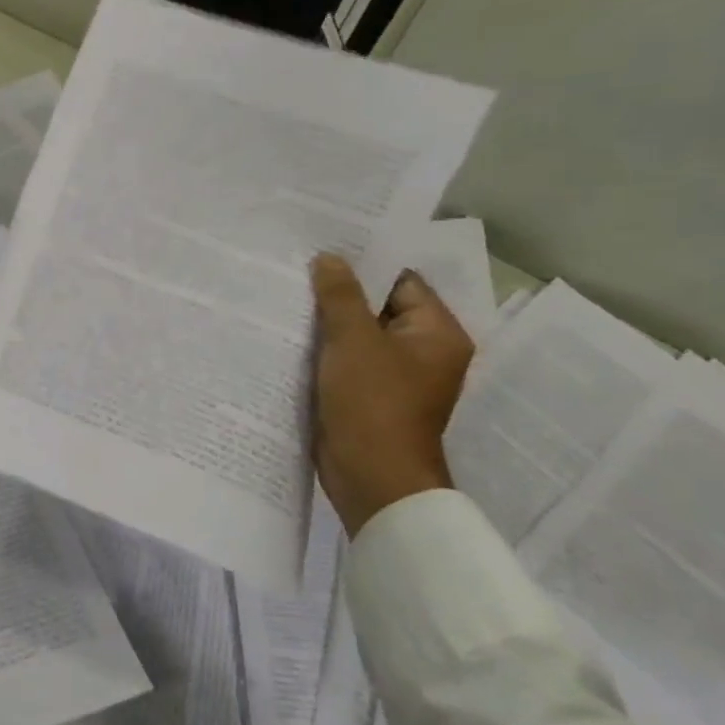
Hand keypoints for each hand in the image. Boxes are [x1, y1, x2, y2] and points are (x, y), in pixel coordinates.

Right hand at [310, 253, 473, 536]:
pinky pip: (346, 361)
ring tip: (287, 298)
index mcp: (437, 333)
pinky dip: (323, 350)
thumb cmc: (373, 403)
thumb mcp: (353, 341)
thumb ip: (340, 296)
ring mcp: (394, 377)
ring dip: (328, 323)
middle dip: (339, 293)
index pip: (402, 282)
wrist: (371, 476)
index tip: (323, 248)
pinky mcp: (368, 396)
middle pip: (378, 308)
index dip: (364, 264)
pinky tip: (290, 337)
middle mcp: (422, 352)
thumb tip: (329, 258)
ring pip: (358, 336)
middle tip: (297, 269)